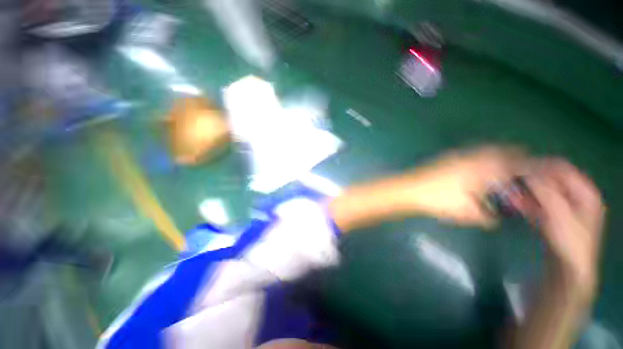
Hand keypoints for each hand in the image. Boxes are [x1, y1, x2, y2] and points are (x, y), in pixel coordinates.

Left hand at [406, 146, 527, 227]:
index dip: (532, 166)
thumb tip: (495, 219)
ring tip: (503, 169)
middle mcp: (475, 157)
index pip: (517, 163)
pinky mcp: (447, 157)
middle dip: (517, 158)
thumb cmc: (439, 200)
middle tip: (524, 169)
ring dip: (499, 156)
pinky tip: (478, 169)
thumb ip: (487, 216)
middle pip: (504, 151)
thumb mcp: (467, 213)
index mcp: (485, 169)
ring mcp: (459, 155)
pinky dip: (483, 157)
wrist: (410, 189)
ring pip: (487, 150)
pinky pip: (473, 153)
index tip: (543, 169)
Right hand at [523, 159, 604, 293]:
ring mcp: (565, 207)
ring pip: (543, 191)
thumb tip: (526, 171)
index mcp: (585, 192)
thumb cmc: (570, 241)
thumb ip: (544, 191)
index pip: (561, 168)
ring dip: (526, 191)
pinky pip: (539, 203)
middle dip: (530, 180)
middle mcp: (577, 196)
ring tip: (509, 192)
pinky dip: (527, 201)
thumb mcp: (559, 214)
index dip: (540, 166)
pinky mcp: (554, 216)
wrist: (569, 268)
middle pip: (551, 179)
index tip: (517, 167)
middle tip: (510, 181)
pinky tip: (514, 202)